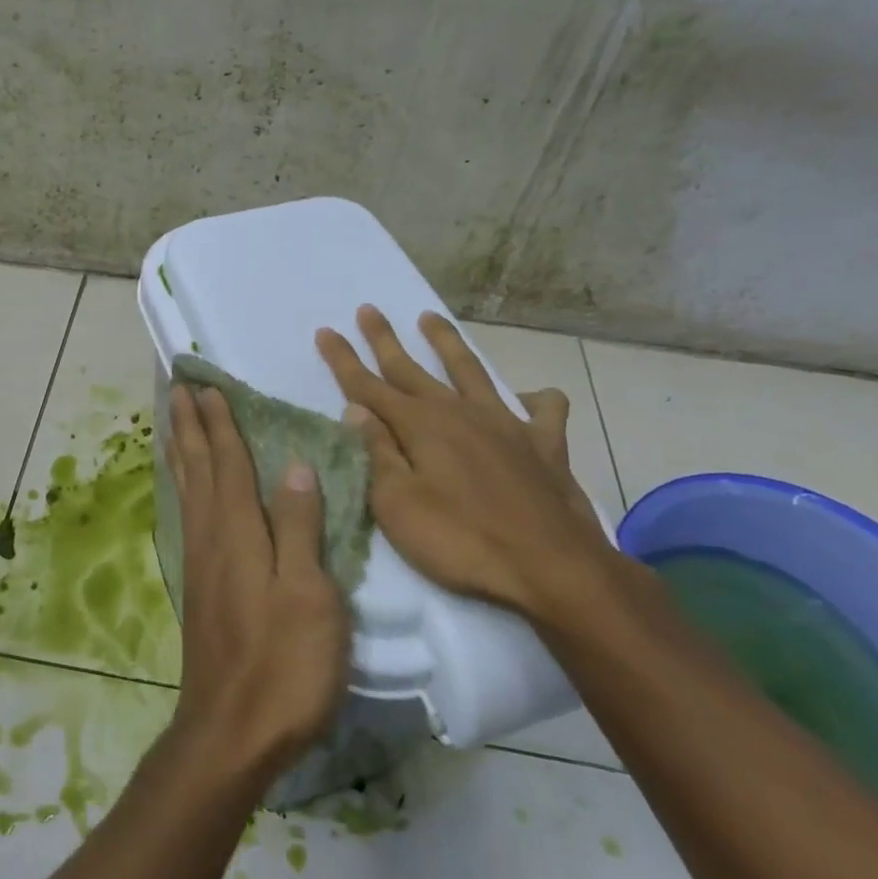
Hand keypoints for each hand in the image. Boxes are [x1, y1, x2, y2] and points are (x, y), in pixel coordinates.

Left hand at [164, 383, 350, 788]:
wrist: (232, 734)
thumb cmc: (284, 665)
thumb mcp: (309, 595)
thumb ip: (299, 527)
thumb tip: (293, 464)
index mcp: (239, 533)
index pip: (228, 463)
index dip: (220, 423)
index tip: (206, 386)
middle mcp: (211, 538)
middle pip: (198, 468)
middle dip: (190, 426)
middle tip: (178, 389)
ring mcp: (200, 564)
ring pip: (187, 491)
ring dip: (181, 452)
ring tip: (172, 424)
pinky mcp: (199, 589)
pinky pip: (187, 517)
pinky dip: (183, 489)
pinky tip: (186, 491)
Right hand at [315, 306, 615, 620]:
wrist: (552, 569)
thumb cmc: (461, 541)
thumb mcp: (398, 505)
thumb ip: (377, 453)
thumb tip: (355, 410)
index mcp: (420, 426)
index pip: (368, 386)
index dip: (343, 359)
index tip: (325, 331)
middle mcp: (459, 412)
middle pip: (411, 369)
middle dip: (384, 339)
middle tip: (368, 309)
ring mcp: (505, 424)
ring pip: (470, 371)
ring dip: (447, 343)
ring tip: (429, 317)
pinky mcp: (544, 446)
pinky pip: (543, 411)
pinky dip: (535, 399)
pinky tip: (528, 398)